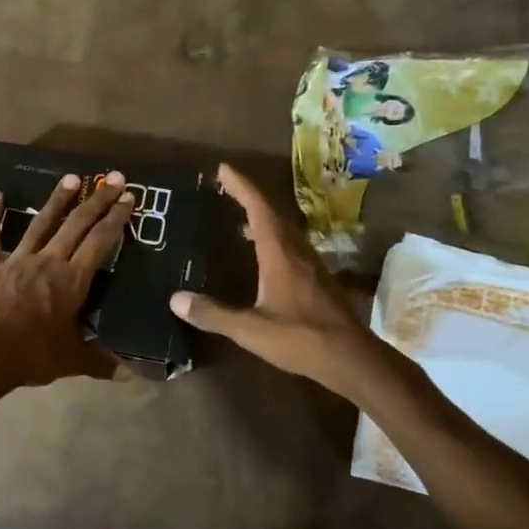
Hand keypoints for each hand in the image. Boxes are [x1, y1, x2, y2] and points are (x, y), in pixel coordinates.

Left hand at [0, 170, 136, 402]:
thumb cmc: (31, 355)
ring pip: (41, 222)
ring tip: (72, 178)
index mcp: (72, 280)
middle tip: (113, 178)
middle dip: (97, 200)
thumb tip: (132, 373)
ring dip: (57, 199)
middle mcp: (48, 261)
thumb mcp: (72, 361)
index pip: (100, 242)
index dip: (116, 219)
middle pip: (77, 224)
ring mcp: (17, 259)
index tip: (129, 198)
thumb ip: (101, 362)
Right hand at [169, 163, 390, 401]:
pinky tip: (264, 253)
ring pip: (285, 229)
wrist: (352, 358)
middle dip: (249, 196)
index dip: (241, 187)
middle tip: (227, 187)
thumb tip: (175, 299)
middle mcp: (297, 251)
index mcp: (279, 254)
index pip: (258, 209)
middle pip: (273, 213)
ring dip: (263, 217)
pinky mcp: (318, 279)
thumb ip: (214, 314)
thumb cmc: (302, 338)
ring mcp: (312, 265)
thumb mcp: (251, 330)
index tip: (224, 169)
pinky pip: (291, 245)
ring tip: (240, 216)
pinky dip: (273, 237)